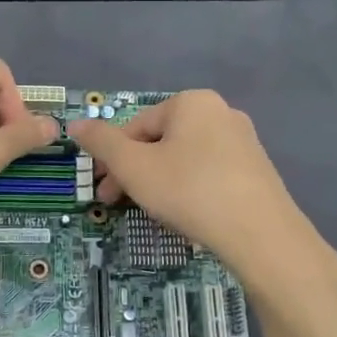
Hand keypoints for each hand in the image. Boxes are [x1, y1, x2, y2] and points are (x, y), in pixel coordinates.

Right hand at [68, 90, 311, 270]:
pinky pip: (210, 174)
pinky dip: (191, 190)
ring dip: (161, 182)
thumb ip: (101, 143)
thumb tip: (76, 124)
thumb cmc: (189, 191)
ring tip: (156, 213)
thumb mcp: (134, 167)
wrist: (260, 234)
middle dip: (136, 173)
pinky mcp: (257, 170)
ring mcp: (244, 141)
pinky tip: (189, 216)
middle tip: (119, 205)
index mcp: (191, 102)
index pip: (136, 126)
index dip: (113, 159)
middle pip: (162, 141)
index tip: (103, 191)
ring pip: (185, 159)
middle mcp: (221, 112)